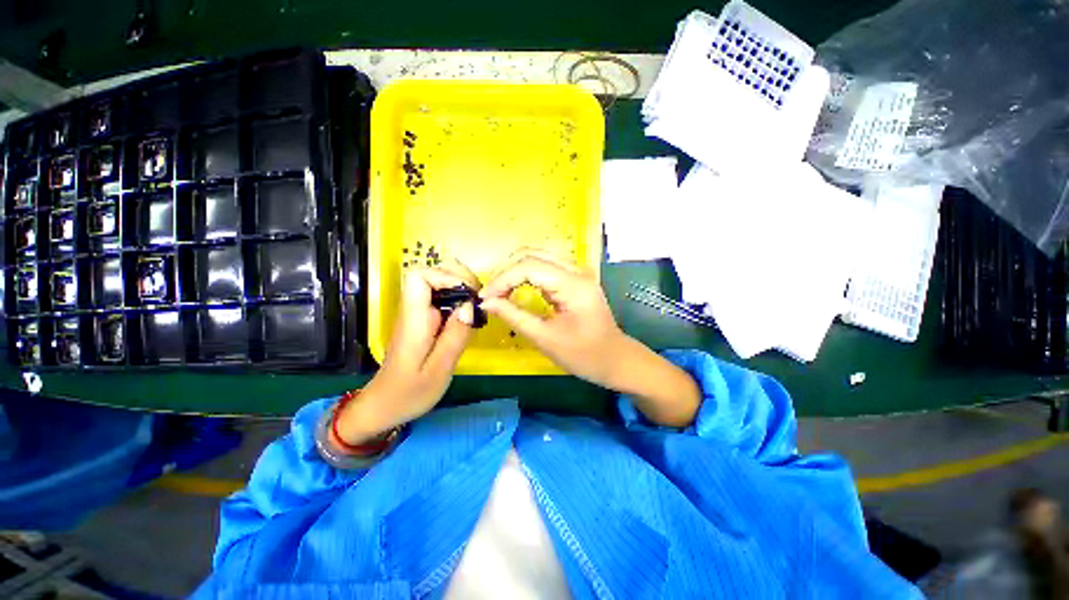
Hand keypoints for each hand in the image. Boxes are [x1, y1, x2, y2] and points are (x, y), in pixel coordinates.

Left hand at [334, 260, 478, 444]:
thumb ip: (455, 336)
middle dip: (460, 279)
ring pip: (439, 284)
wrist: (385, 405)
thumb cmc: (410, 392)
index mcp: (414, 319)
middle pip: (432, 274)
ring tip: (478, 308)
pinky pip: (442, 299)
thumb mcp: (439, 370)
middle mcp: (413, 310)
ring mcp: (418, 314)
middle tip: (479, 300)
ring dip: (462, 290)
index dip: (446, 276)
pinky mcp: (424, 321)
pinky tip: (470, 317)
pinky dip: (459, 301)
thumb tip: (470, 306)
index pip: (420, 276)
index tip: (469, 293)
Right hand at [478, 249, 627, 387]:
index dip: (503, 279)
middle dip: (506, 271)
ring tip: (499, 290)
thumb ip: (514, 316)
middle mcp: (577, 271)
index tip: (485, 297)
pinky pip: (545, 266)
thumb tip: (487, 303)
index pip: (529, 266)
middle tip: (490, 294)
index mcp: (573, 284)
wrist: (615, 359)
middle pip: (533, 254)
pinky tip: (515, 288)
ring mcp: (577, 272)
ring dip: (515, 269)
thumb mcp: (545, 339)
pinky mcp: (574, 279)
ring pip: (538, 256)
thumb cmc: (583, 355)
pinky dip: (526, 274)